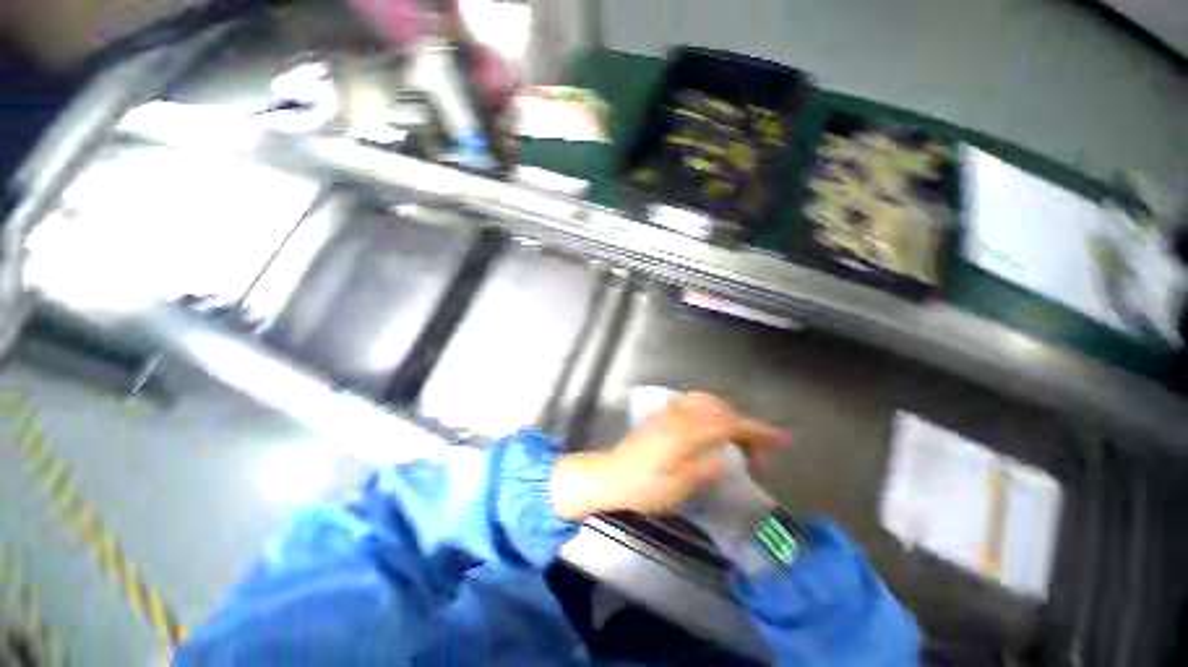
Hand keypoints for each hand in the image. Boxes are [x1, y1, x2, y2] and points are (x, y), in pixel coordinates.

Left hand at [550, 392, 790, 521]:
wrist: (609, 476)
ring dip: (728, 416)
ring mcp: (668, 413)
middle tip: (759, 456)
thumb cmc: (641, 488)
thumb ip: (702, 470)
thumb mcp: (675, 488)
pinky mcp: (661, 415)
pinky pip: (693, 403)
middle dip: (746, 427)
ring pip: (707, 402)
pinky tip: (712, 427)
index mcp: (684, 434)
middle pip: (720, 411)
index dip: (757, 431)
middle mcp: (678, 416)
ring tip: (740, 441)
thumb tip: (724, 459)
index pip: (728, 425)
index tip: (782, 440)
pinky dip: (711, 410)